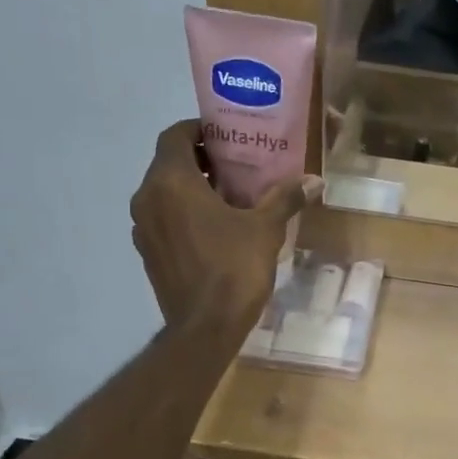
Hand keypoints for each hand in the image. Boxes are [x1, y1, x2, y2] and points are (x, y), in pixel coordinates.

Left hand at [129, 120, 320, 335]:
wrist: (205, 328)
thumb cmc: (234, 269)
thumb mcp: (266, 229)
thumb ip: (285, 198)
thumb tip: (314, 181)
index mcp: (172, 182)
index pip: (175, 135)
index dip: (199, 130)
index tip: (226, 138)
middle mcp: (148, 198)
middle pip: (169, 163)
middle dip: (200, 160)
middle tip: (235, 167)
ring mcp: (143, 228)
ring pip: (164, 192)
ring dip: (190, 188)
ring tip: (227, 198)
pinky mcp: (147, 252)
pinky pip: (163, 219)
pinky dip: (182, 214)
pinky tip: (214, 230)